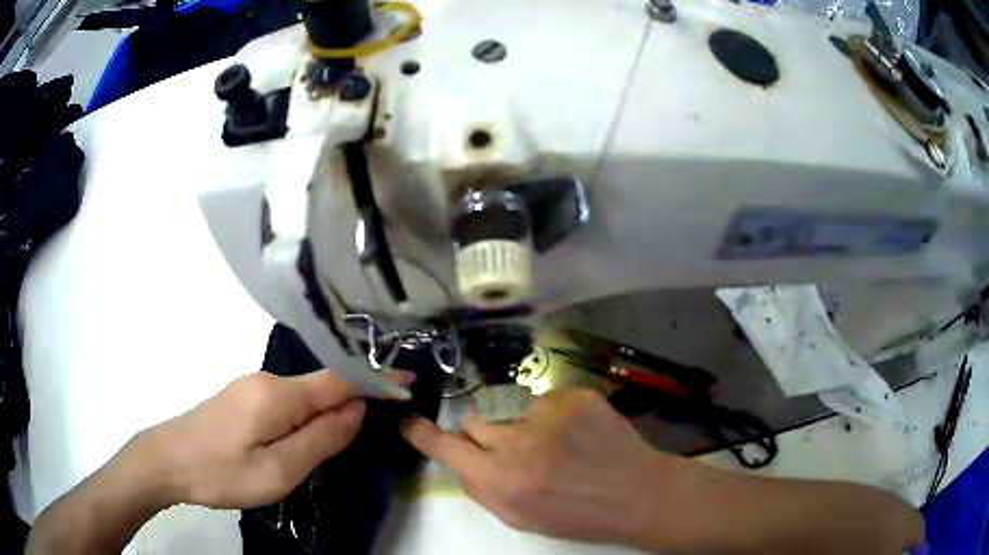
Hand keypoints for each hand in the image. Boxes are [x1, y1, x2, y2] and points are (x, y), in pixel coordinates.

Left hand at [143, 369, 411, 508]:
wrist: (167, 461)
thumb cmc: (222, 472)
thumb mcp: (278, 469)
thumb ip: (321, 439)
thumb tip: (357, 410)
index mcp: (278, 394)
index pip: (339, 379)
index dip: (374, 379)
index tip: (407, 381)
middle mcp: (266, 380)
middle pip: (320, 389)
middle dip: (346, 408)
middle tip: (355, 445)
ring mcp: (250, 388)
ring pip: (301, 399)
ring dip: (321, 418)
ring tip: (319, 454)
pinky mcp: (241, 399)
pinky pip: (284, 404)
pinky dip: (301, 419)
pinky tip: (291, 445)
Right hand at [400, 389, 678, 545]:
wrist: (636, 493)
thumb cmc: (576, 515)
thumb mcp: (519, 518)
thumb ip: (480, 487)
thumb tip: (458, 457)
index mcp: (500, 479)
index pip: (444, 445)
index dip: (422, 433)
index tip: (409, 422)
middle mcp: (518, 441)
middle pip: (473, 417)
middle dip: (481, 430)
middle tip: (506, 444)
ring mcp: (549, 412)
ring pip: (508, 404)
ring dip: (518, 420)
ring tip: (549, 440)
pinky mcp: (575, 395)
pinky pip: (544, 397)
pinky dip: (550, 413)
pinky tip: (574, 431)